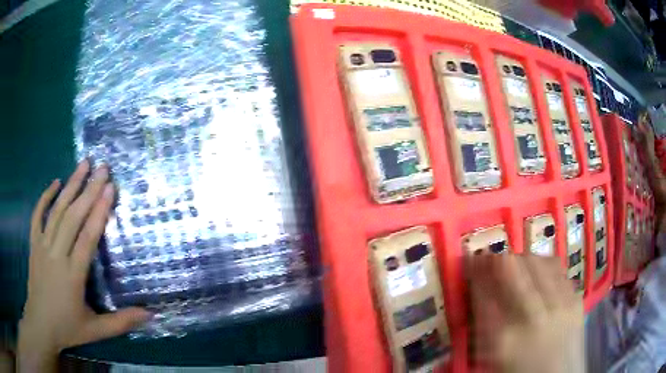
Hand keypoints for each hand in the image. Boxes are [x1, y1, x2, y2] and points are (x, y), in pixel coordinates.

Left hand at [18, 160, 150, 371]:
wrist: (41, 323)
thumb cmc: (67, 327)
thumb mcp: (96, 331)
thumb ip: (121, 322)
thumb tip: (150, 314)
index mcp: (73, 275)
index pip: (87, 238)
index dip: (99, 212)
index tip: (110, 188)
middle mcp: (56, 255)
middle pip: (72, 217)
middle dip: (88, 190)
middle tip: (102, 168)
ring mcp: (42, 246)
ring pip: (57, 211)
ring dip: (70, 186)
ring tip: (83, 164)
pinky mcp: (34, 244)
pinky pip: (38, 215)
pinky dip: (45, 196)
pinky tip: (55, 182)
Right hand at [467, 254, 583, 372]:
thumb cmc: (520, 372)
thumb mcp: (493, 356)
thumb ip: (484, 325)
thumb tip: (478, 291)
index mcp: (503, 339)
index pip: (483, 292)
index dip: (474, 271)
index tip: (469, 261)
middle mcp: (532, 316)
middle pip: (511, 268)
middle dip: (495, 258)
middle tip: (489, 258)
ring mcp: (558, 305)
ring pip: (536, 261)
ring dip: (520, 258)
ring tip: (515, 263)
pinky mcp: (575, 299)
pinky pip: (557, 268)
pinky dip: (543, 264)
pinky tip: (538, 271)